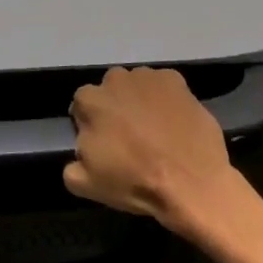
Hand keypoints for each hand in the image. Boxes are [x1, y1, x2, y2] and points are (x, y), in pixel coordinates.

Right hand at [64, 66, 239, 231]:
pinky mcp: (177, 81)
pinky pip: (164, 86)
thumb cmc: (135, 182)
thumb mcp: (86, 185)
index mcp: (90, 101)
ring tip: (154, 128)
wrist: (191, 183)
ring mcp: (148, 77)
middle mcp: (116, 79)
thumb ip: (71, 164)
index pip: (82, 106)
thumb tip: (80, 151)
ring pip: (136, 85)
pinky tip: (173, 121)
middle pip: (110, 90)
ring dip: (139, 100)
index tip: (104, 143)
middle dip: (115, 107)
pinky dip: (165, 98)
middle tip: (129, 135)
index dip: (91, 124)